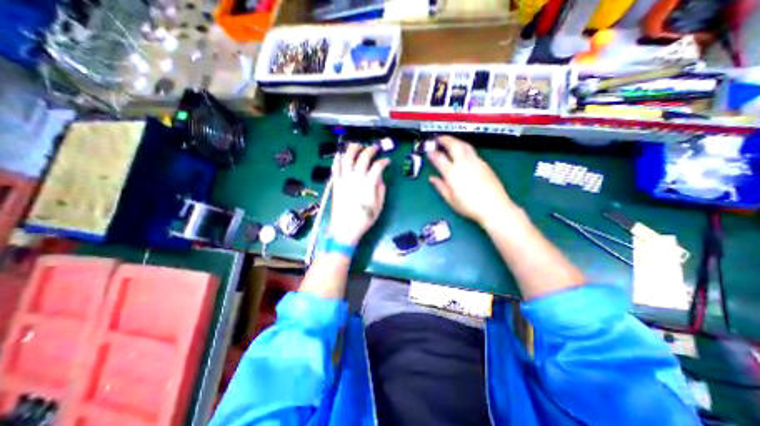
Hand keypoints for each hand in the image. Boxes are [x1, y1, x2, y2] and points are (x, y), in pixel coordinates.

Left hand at [329, 143, 387, 243]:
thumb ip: (381, 190)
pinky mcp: (335, 184)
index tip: (387, 161)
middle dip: (370, 150)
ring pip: (347, 159)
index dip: (384, 161)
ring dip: (353, 149)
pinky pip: (335, 168)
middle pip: (363, 158)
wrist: (345, 229)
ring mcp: (343, 180)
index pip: (378, 166)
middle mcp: (356, 179)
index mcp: (368, 185)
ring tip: (358, 146)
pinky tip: (341, 155)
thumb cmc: (364, 219)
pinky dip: (338, 159)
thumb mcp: (379, 206)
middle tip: (374, 148)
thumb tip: (379, 178)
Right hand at [427, 136, 516, 226]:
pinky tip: (462, 153)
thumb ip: (440, 186)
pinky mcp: (484, 164)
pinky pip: (472, 152)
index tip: (429, 151)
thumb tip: (432, 178)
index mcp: (453, 173)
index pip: (440, 158)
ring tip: (450, 141)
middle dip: (446, 139)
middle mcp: (464, 164)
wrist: (494, 207)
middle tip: (439, 138)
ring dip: (456, 141)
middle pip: (454, 145)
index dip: (433, 153)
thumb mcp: (451, 199)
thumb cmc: (469, 206)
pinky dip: (464, 148)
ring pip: (465, 146)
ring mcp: (476, 162)